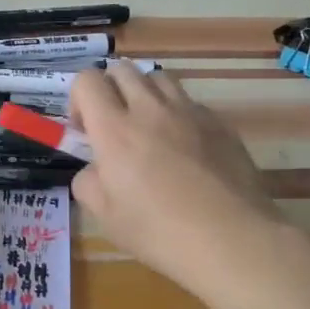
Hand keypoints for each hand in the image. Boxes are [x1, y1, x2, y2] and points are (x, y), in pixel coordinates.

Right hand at [69, 65, 278, 293]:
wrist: (231, 239)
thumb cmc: (159, 232)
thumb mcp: (105, 217)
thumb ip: (89, 183)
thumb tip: (95, 169)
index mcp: (115, 130)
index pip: (87, 80)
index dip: (78, 99)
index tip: (85, 131)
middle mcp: (150, 110)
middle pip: (122, 69)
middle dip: (109, 90)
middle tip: (113, 125)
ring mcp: (189, 113)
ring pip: (158, 77)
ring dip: (144, 94)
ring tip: (148, 128)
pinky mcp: (220, 123)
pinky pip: (189, 102)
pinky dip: (177, 113)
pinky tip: (184, 147)